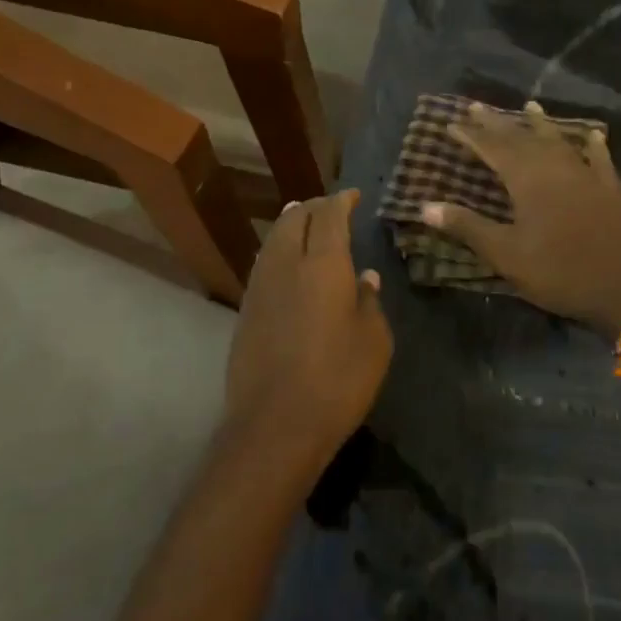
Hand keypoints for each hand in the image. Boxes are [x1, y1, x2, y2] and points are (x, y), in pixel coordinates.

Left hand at [223, 189, 393, 467]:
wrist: (275, 424)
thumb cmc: (338, 380)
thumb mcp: (374, 341)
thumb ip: (369, 301)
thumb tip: (364, 277)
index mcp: (323, 264)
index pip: (329, 216)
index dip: (342, 201)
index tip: (354, 195)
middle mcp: (286, 264)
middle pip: (295, 219)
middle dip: (313, 207)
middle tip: (331, 207)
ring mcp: (260, 286)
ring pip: (274, 239)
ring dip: (291, 224)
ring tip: (304, 220)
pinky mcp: (246, 310)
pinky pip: (265, 262)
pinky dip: (279, 249)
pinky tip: (287, 261)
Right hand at [420, 101, 620, 332]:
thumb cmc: (557, 271)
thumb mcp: (505, 254)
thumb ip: (467, 227)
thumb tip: (425, 206)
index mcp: (528, 180)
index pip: (493, 149)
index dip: (471, 136)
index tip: (451, 124)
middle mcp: (555, 168)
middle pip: (522, 139)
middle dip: (498, 123)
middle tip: (477, 107)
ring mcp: (586, 176)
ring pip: (558, 142)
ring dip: (541, 125)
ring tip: (530, 107)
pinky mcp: (609, 190)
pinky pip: (599, 160)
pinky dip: (592, 146)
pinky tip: (592, 135)